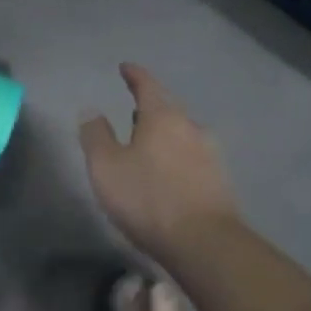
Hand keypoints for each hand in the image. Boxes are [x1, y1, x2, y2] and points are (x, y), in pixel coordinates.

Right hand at [79, 64, 240, 264]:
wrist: (205, 243)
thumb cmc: (148, 198)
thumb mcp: (106, 167)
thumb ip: (95, 135)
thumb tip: (92, 111)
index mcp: (163, 116)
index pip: (147, 85)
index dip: (134, 75)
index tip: (125, 68)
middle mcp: (190, 127)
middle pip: (168, 108)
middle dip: (149, 108)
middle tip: (132, 111)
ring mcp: (210, 154)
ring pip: (182, 133)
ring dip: (164, 134)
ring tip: (147, 144)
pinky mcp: (219, 180)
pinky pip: (192, 157)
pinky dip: (176, 156)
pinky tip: (167, 172)